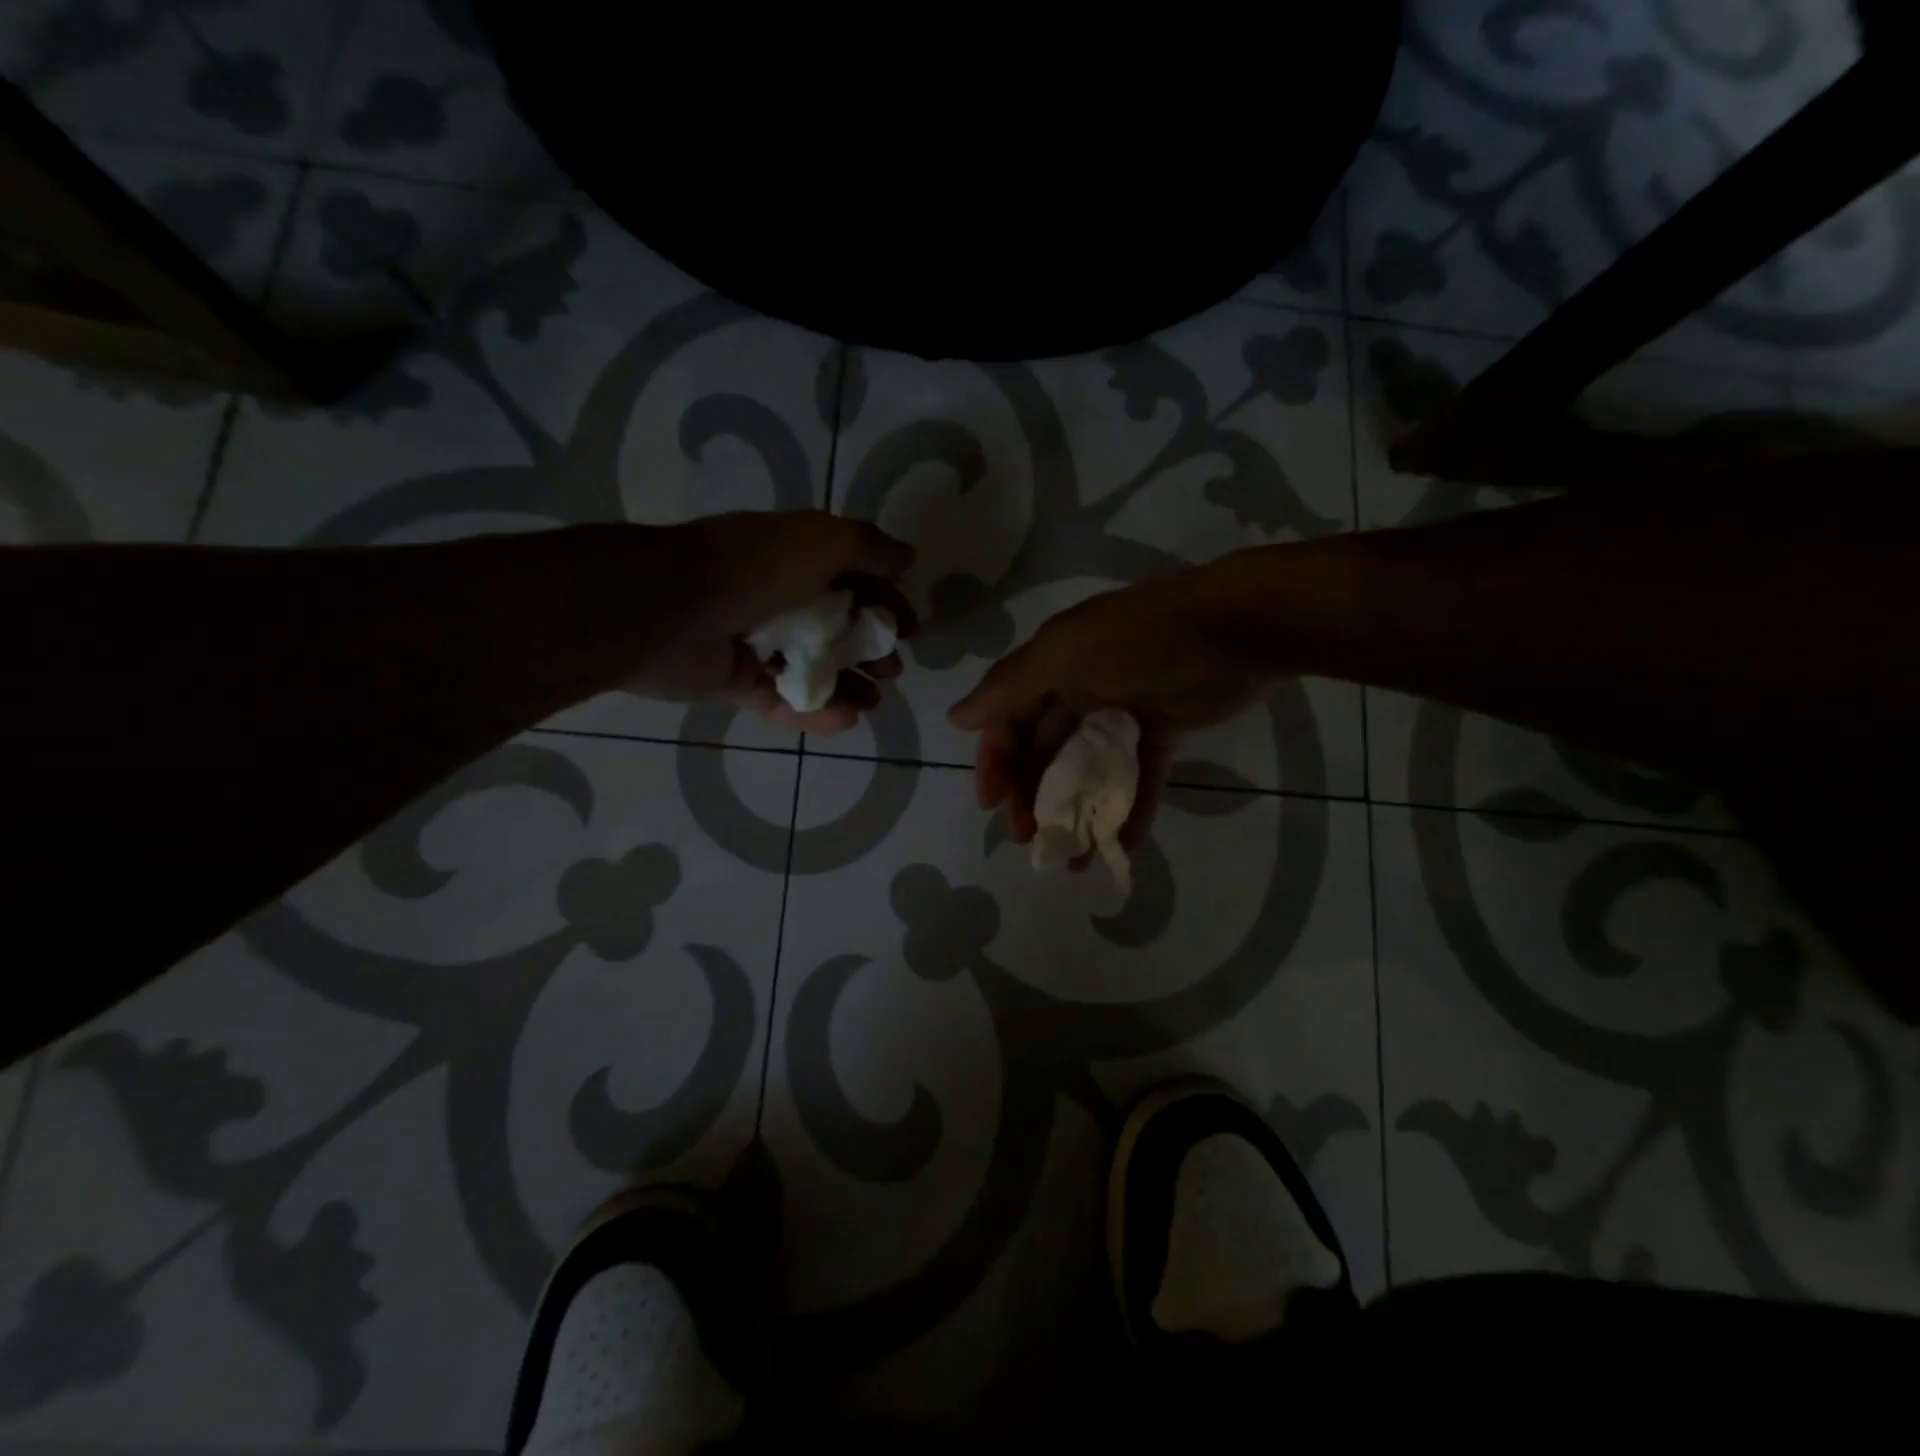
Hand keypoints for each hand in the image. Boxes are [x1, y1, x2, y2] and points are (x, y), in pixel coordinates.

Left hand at [629, 511, 916, 732]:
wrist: (668, 609)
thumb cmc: (755, 569)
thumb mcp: (823, 541)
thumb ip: (870, 548)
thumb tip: (908, 558)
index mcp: (797, 558)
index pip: (854, 580)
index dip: (886, 602)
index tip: (910, 629)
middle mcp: (778, 596)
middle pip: (836, 627)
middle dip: (870, 649)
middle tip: (891, 670)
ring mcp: (754, 640)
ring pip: (811, 667)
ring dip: (848, 685)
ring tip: (873, 703)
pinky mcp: (735, 680)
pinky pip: (781, 697)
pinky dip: (813, 709)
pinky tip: (845, 719)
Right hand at [946, 567, 1272, 851]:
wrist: (1234, 629)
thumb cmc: (1138, 641)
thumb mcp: (1063, 654)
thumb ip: (1009, 688)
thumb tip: (956, 717)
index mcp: (1051, 668)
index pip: (1009, 722)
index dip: (997, 763)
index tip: (994, 806)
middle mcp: (1080, 689)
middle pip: (1045, 751)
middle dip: (1034, 796)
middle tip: (1033, 841)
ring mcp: (1123, 713)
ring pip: (1088, 771)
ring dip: (1077, 812)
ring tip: (1071, 858)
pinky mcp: (1163, 732)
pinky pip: (1139, 778)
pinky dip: (1128, 811)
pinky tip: (1118, 849)